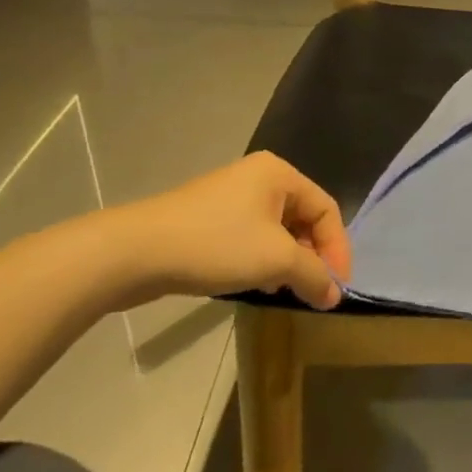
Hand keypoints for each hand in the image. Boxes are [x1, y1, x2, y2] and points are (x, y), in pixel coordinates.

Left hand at [109, 153, 352, 308]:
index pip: (327, 210)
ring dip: (288, 262)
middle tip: (313, 289)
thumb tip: (335, 296)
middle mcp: (259, 178)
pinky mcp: (208, 219)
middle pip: (304, 219)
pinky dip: (263, 260)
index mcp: (280, 174)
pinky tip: (256, 283)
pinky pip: (252, 238)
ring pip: (278, 232)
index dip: (338, 249)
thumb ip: (315, 275)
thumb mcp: (276, 260)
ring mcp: (230, 198)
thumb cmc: (216, 244)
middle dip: (313, 256)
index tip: (337, 286)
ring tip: (285, 289)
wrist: (132, 253)